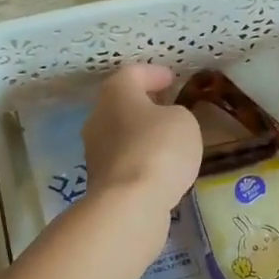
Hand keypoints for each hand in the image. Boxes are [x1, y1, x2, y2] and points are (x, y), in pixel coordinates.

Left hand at [82, 64, 201, 224]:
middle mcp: (98, 118)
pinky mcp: (100, 180)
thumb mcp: (183, 121)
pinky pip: (124, 160)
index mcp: (115, 94)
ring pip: (120, 133)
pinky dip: (140, 158)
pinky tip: (159, 166)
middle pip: (121, 103)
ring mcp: (95, 151)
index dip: (154, 74)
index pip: (133, 73)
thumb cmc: (158, 150)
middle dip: (145, 104)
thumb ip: (176, 114)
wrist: (129, 205)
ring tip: (167, 140)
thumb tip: (165, 121)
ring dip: (141, 133)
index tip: (172, 79)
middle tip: (168, 107)